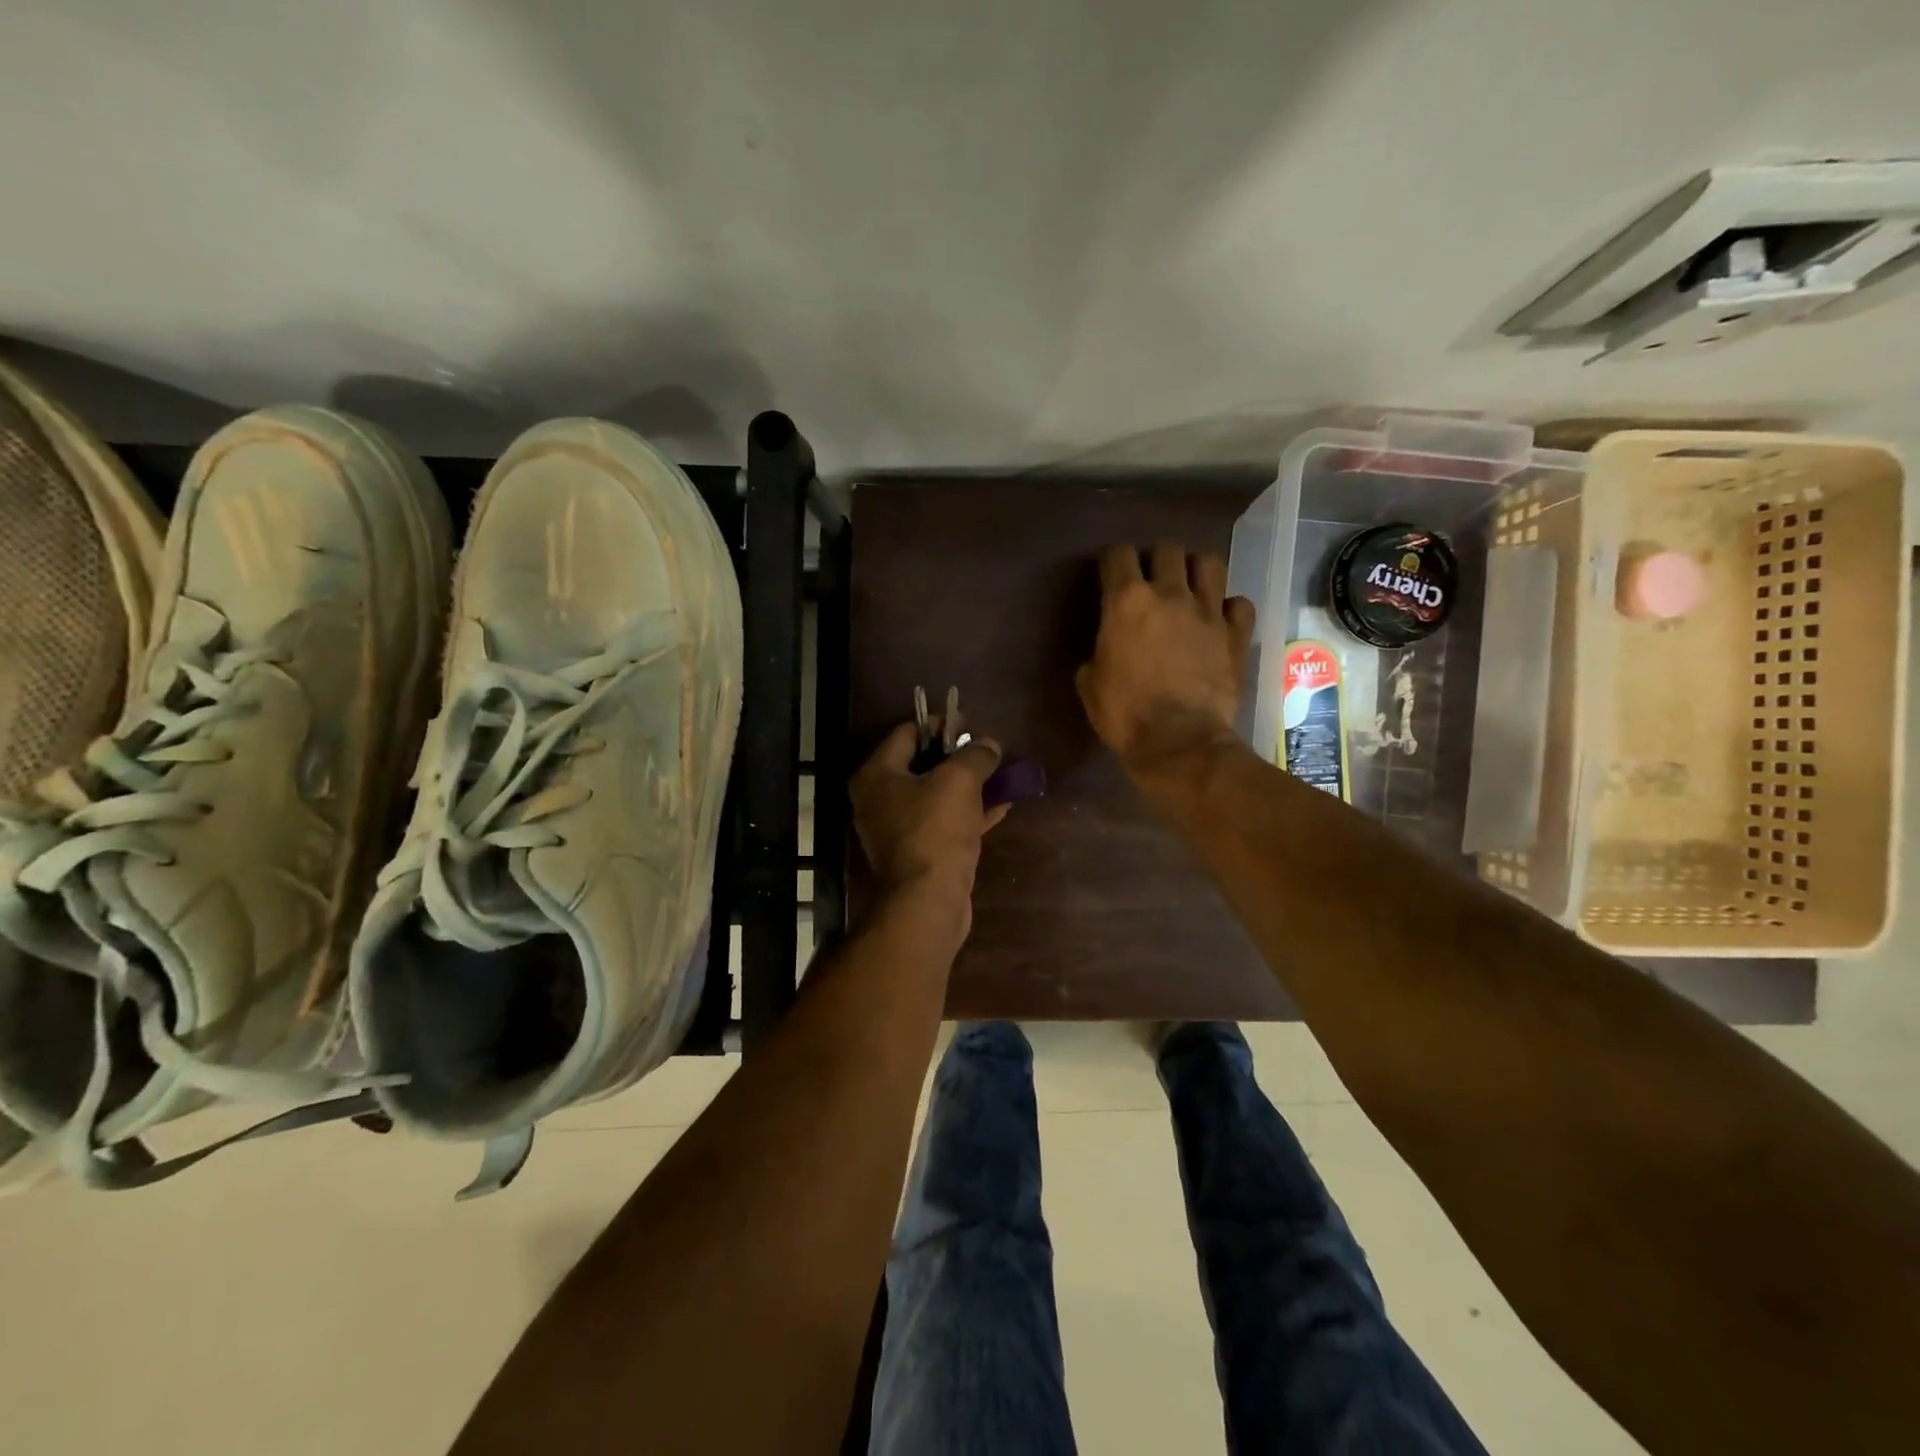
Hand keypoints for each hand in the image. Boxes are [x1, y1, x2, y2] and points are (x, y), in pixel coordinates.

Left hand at [852, 722, 1010, 911]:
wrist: (928, 902)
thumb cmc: (936, 830)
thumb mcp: (960, 780)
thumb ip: (976, 755)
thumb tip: (989, 745)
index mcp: (876, 775)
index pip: (907, 733)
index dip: (940, 724)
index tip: (970, 724)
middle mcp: (878, 800)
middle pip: (920, 764)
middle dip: (956, 756)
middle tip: (986, 751)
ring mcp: (896, 830)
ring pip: (935, 795)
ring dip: (967, 785)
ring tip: (999, 776)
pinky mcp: (916, 853)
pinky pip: (942, 822)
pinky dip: (967, 813)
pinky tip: (1000, 806)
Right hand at [1076, 542, 1254, 776]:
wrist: (1179, 742)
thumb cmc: (1125, 715)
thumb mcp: (1090, 685)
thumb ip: (1096, 655)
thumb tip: (1103, 654)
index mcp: (1127, 602)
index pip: (1118, 555)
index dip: (1113, 562)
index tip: (1111, 576)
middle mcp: (1170, 595)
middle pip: (1167, 549)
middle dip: (1157, 560)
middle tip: (1152, 582)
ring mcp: (1208, 612)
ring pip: (1210, 563)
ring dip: (1197, 570)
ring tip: (1190, 588)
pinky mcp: (1236, 635)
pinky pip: (1239, 604)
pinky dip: (1230, 608)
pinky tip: (1220, 621)